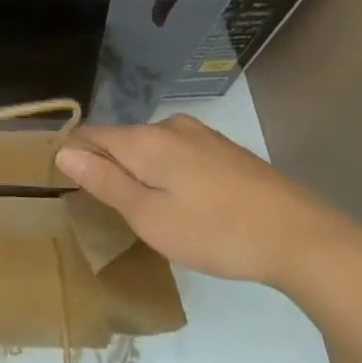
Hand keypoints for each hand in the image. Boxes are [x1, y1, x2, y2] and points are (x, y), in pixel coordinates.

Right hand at [55, 114, 361, 298]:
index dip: (75, 154)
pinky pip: (181, 155)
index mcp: (146, 141)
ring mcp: (202, 136)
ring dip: (143, 173)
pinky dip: (170, 175)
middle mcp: (170, 127)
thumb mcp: (150, 218)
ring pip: (154, 149)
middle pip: (124, 140)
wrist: (297, 235)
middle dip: (110, 167)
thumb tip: (64, 152)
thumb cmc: (214, 232)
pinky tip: (186, 205)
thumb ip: (106, 183)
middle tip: (111, 212)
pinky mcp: (226, 151)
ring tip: (149, 213)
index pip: (93, 135)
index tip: (68, 185)